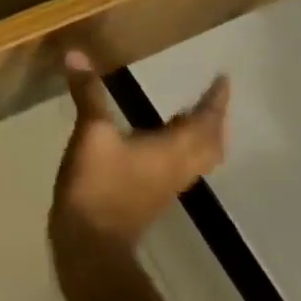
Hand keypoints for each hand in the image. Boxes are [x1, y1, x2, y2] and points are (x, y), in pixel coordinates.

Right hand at [51, 51, 228, 251]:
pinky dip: (177, 147)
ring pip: (195, 158)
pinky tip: (155, 139)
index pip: (204, 123)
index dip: (215, 102)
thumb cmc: (99, 186)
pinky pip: (177, 166)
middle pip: (209, 145)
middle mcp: (177, 169)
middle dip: (213, 120)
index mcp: (172, 151)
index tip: (223, 80)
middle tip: (210, 98)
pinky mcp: (148, 197)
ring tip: (187, 113)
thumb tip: (77, 53)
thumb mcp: (91, 134)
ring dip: (198, 135)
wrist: (92, 247)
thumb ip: (88, 94)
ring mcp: (164, 186)